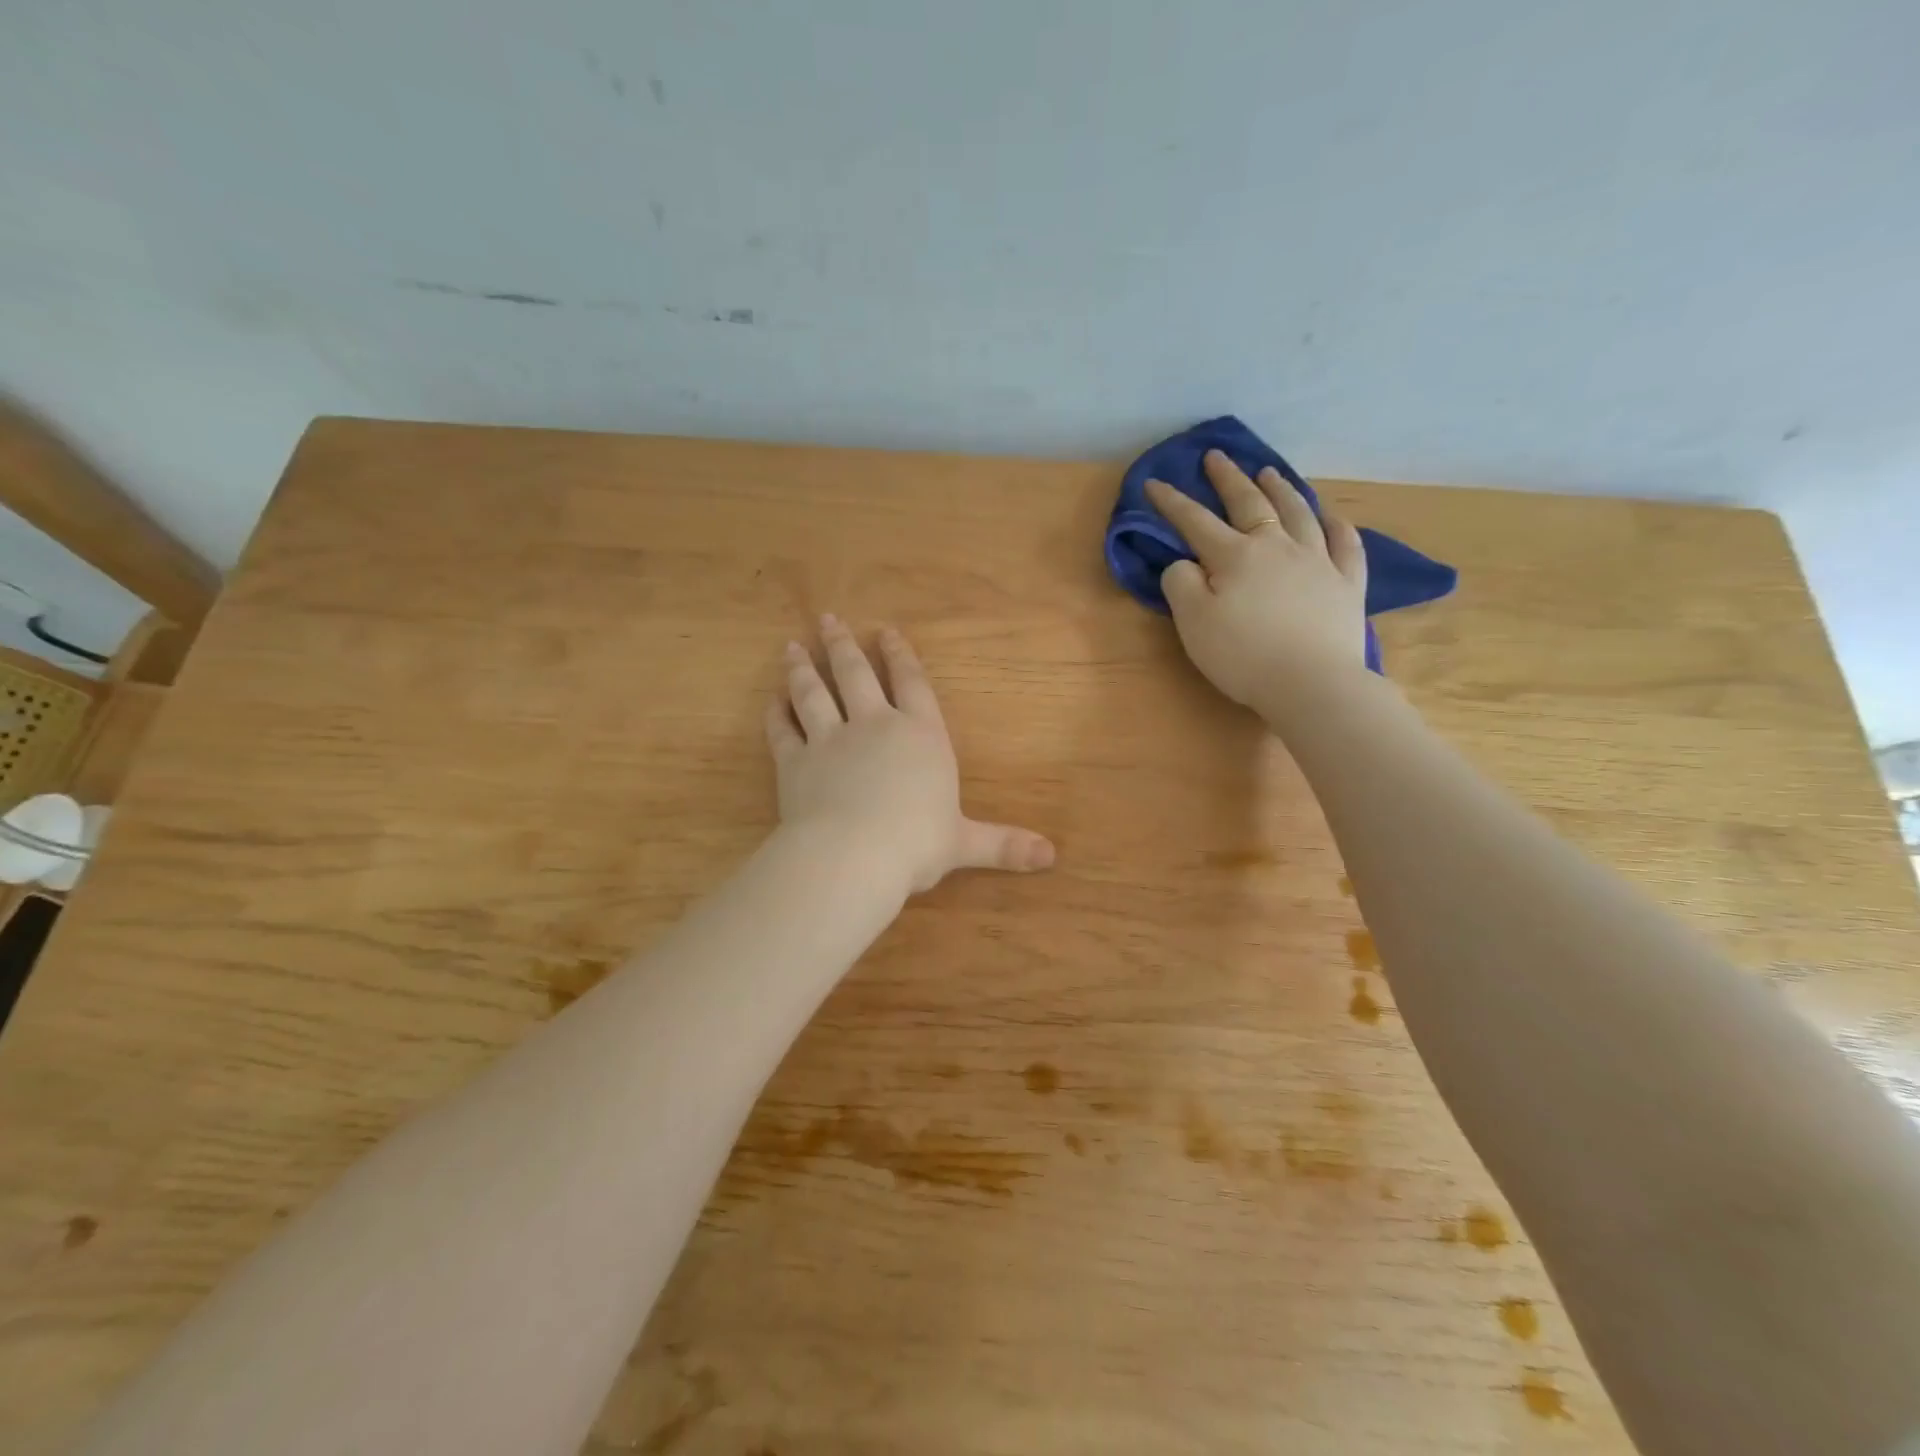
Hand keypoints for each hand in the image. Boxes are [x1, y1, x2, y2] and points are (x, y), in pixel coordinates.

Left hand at [765, 617, 1054, 892]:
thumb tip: (1051, 856)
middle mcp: (874, 726)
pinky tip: (771, 700)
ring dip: (803, 668)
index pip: (912, 684)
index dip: (901, 655)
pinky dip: (776, 715)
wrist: (853, 855)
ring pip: (813, 693)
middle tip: (827, 619)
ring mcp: (830, 741)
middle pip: (856, 675)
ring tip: (792, 647)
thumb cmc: (917, 844)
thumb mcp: (965, 843)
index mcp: (920, 736)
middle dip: (843, 645)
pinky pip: (782, 731)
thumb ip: (1004, 844)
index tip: (887, 631)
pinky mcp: (794, 762)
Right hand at [1146, 451, 1368, 716]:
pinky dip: (1336, 525)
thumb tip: (1184, 563)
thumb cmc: (1243, 656)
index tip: (1153, 483)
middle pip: (1250, 503)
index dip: (1172, 502)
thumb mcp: (1193, 623)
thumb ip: (1181, 585)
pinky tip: (1330, 516)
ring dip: (1281, 489)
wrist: (1312, 683)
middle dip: (1228, 479)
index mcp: (1235, 556)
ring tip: (1270, 472)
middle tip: (1217, 457)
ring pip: (1298, 513)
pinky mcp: (1346, 584)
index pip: (1195, 521)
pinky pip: (1344, 544)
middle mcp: (1277, 547)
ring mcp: (1317, 561)